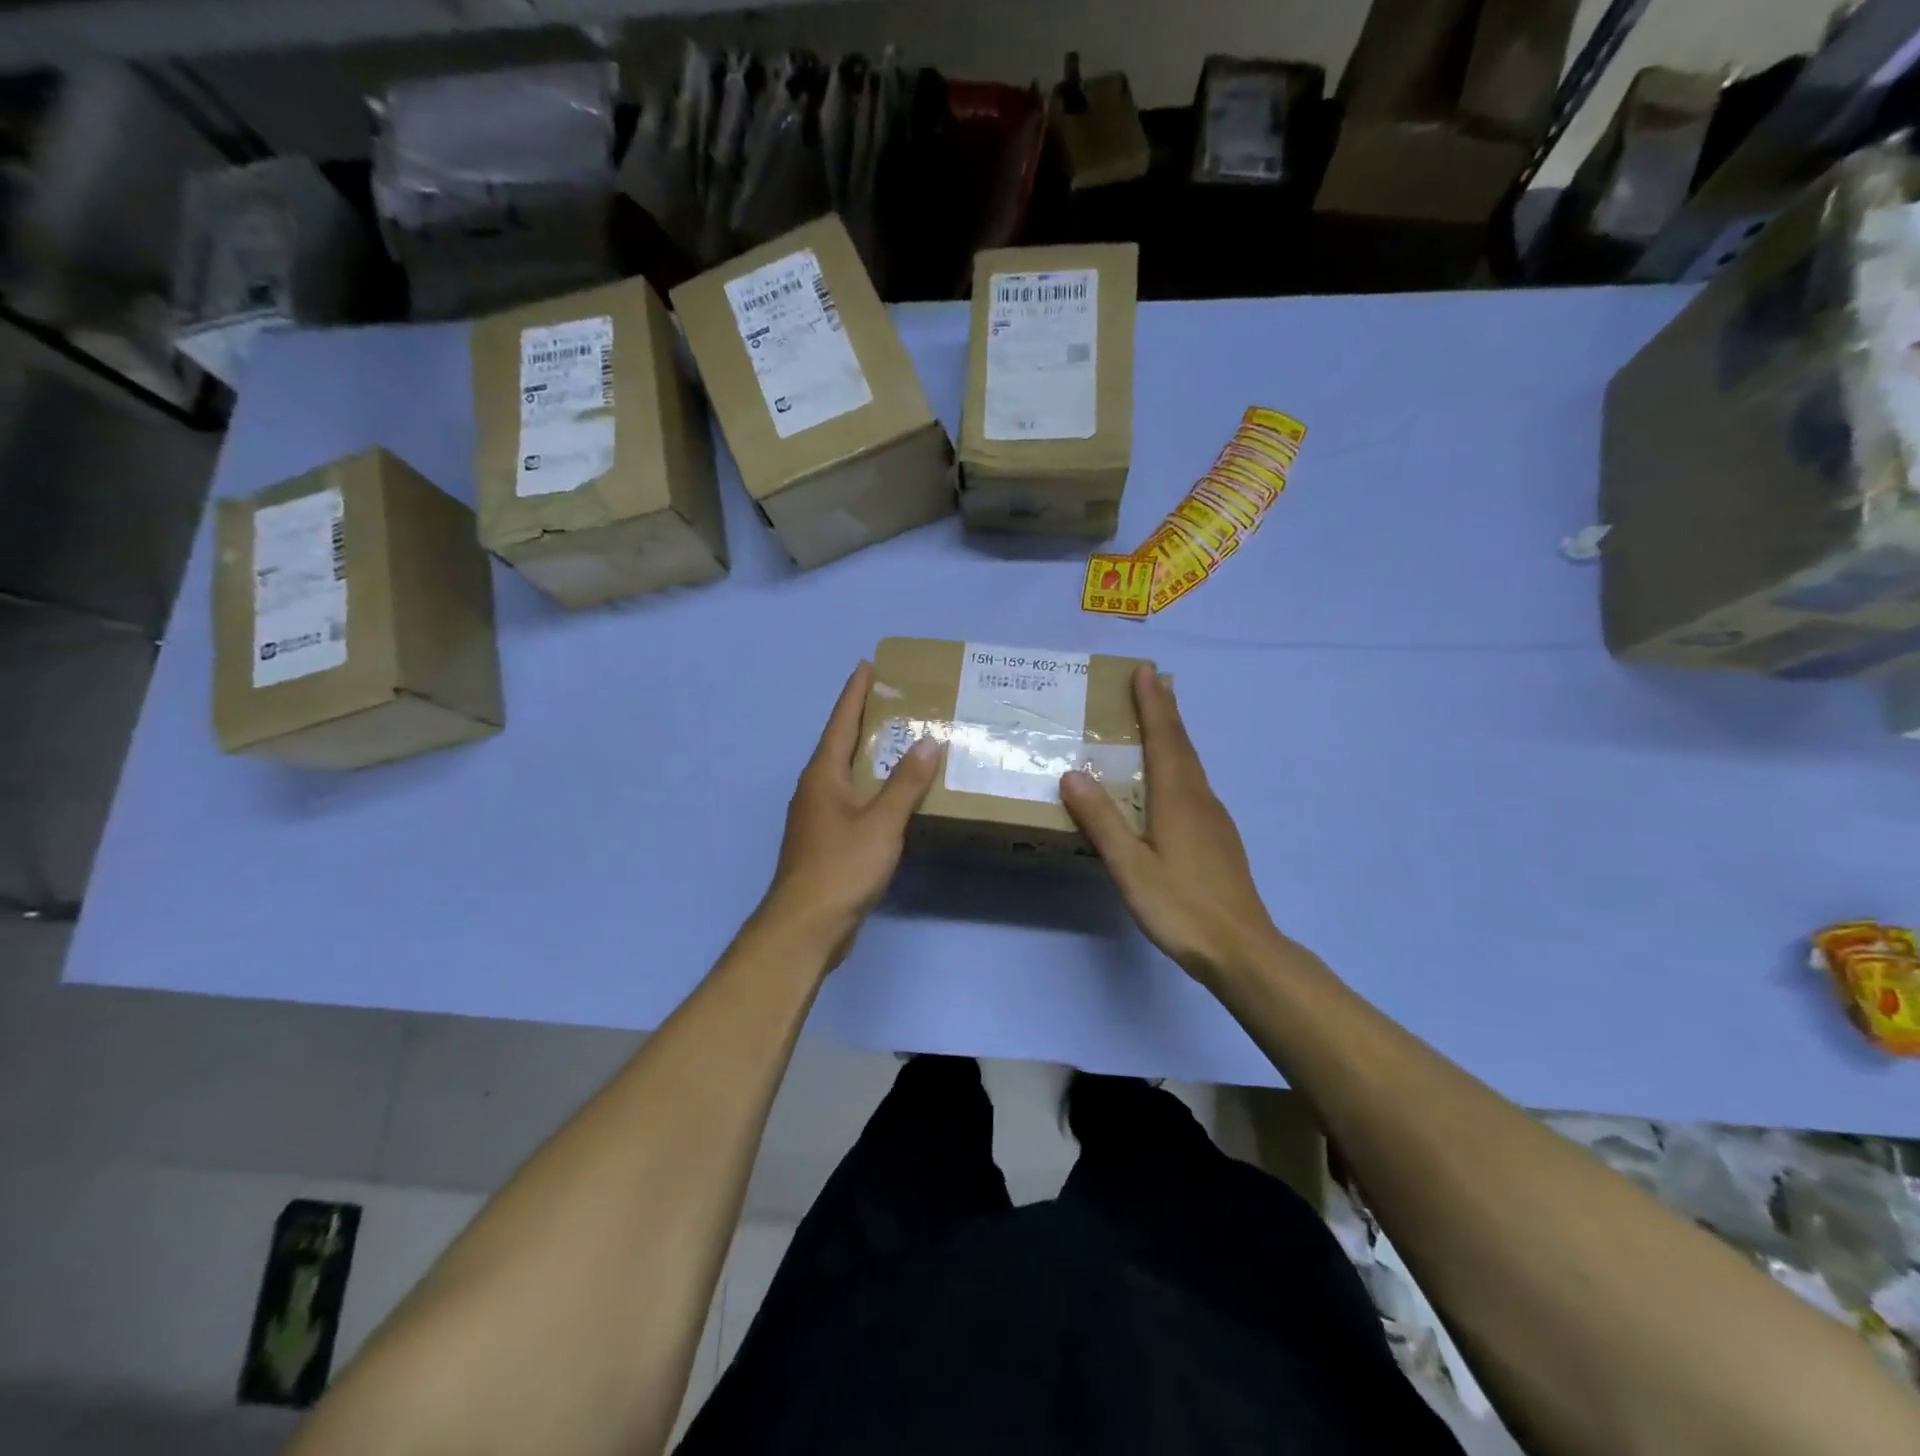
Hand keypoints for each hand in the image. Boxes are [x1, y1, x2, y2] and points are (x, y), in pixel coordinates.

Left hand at [759, 661, 940, 967]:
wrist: (806, 925)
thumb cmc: (842, 866)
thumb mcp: (881, 821)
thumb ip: (906, 783)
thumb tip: (927, 742)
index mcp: (823, 774)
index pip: (841, 722)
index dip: (855, 693)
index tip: (867, 665)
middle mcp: (815, 789)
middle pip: (841, 744)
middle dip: (864, 721)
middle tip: (893, 701)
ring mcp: (816, 817)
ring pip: (846, 775)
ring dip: (868, 756)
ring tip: (899, 743)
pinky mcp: (824, 842)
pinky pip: (851, 801)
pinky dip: (871, 789)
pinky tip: (891, 797)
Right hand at [1060, 665, 1284, 985]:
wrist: (1242, 949)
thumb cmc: (1182, 907)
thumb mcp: (1131, 867)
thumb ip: (1102, 821)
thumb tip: (1072, 773)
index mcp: (1178, 798)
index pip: (1164, 737)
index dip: (1153, 703)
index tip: (1145, 670)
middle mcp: (1199, 799)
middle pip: (1182, 744)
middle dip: (1166, 709)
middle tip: (1152, 681)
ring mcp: (1214, 819)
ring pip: (1191, 764)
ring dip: (1174, 735)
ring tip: (1158, 719)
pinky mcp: (1218, 839)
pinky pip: (1194, 785)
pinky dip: (1179, 763)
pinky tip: (1171, 780)